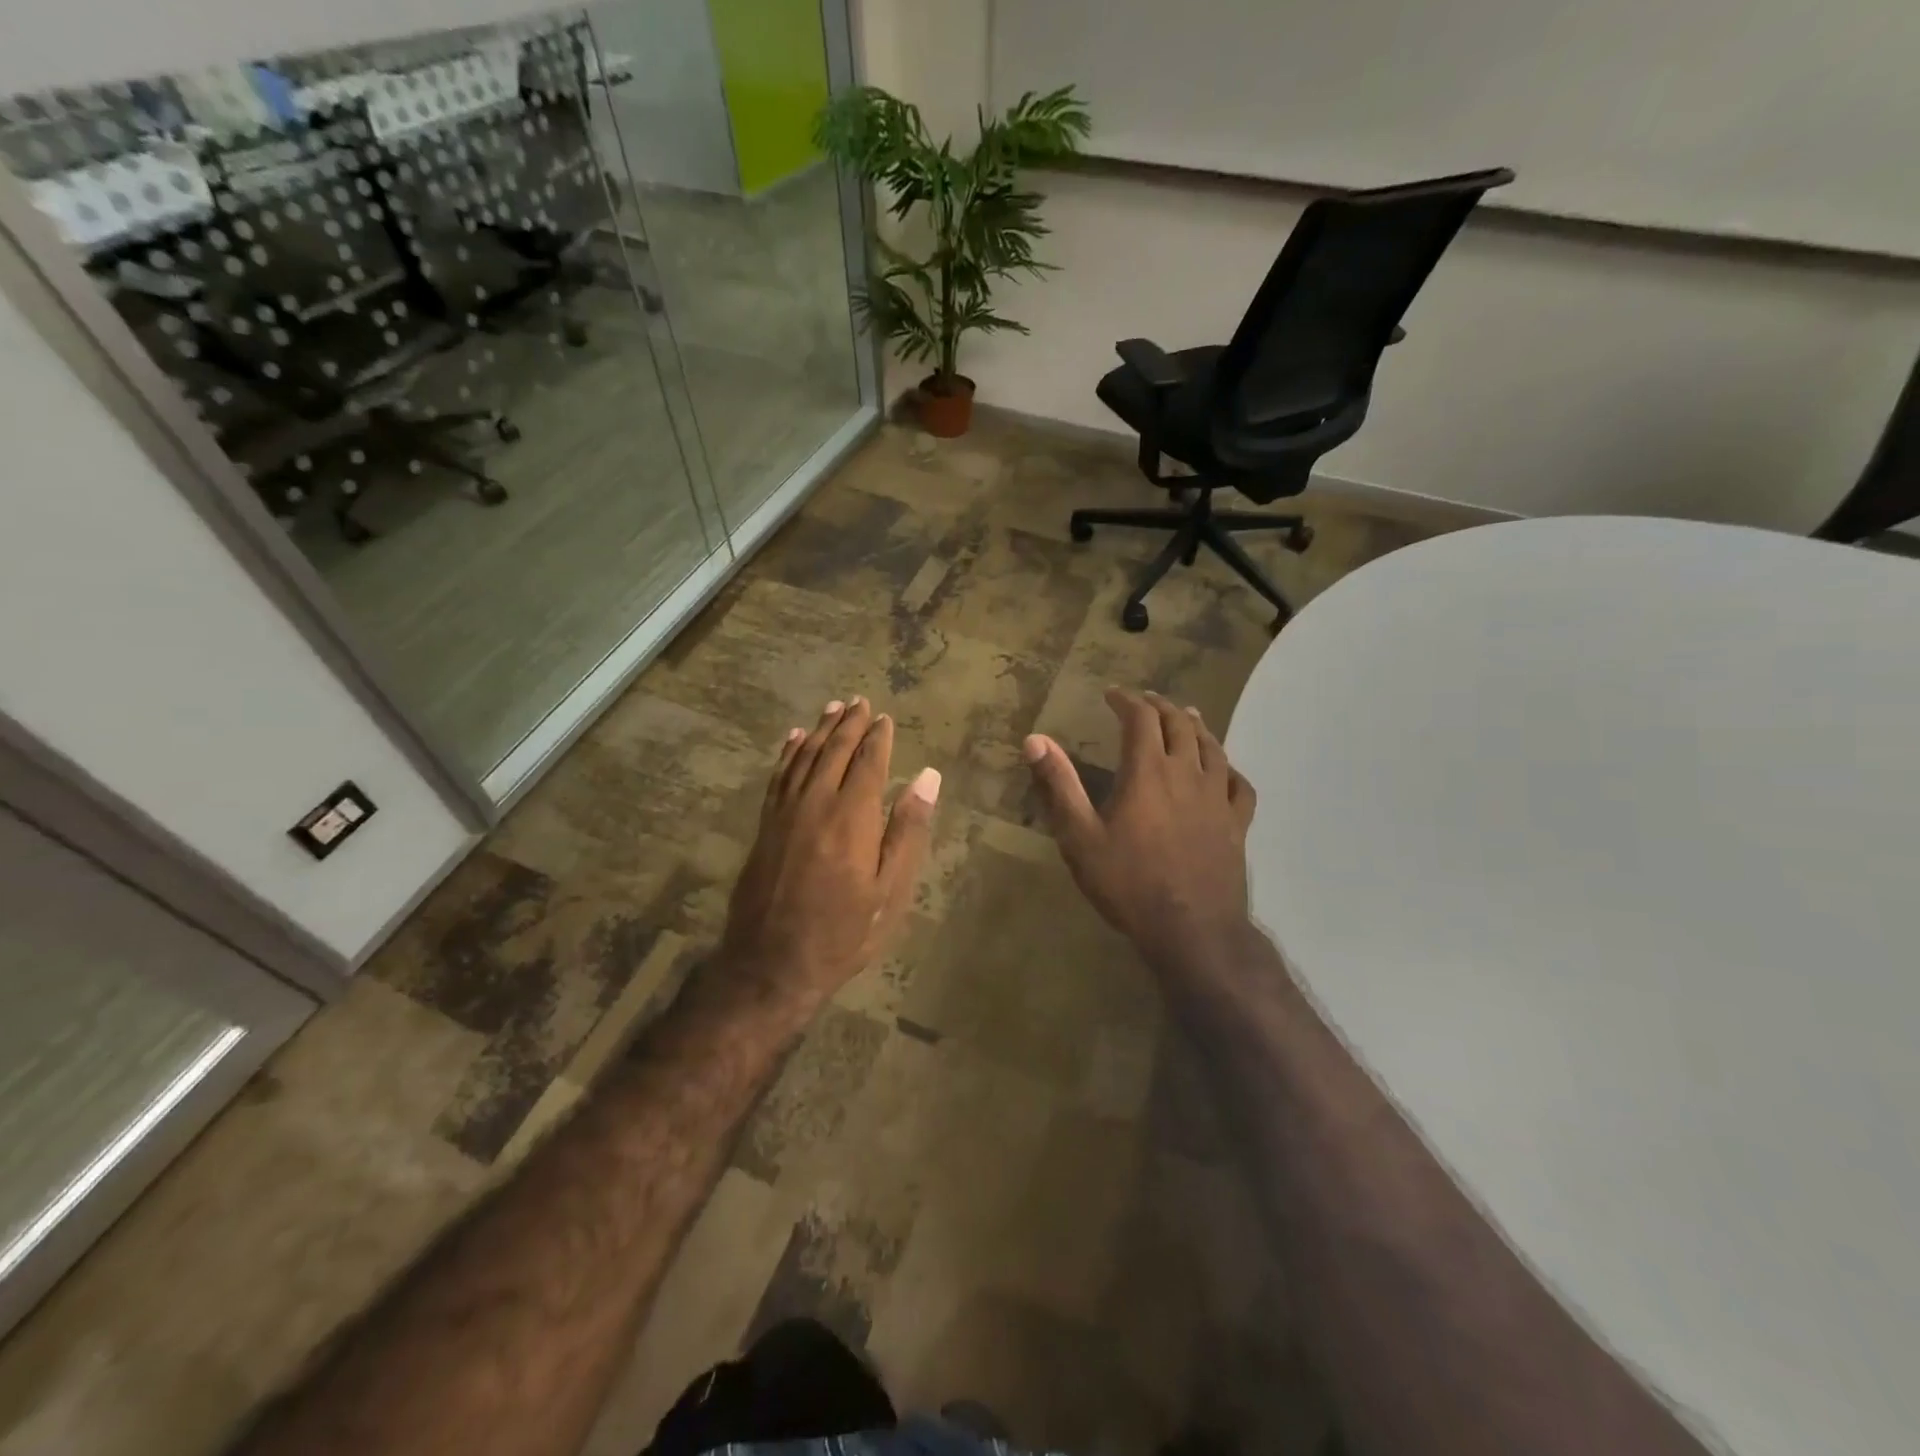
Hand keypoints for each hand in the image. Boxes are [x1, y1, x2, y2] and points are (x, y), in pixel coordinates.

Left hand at [715, 698, 939, 1015]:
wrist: (771, 964)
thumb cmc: (842, 932)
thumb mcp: (889, 891)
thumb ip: (907, 830)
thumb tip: (927, 777)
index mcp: (852, 817)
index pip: (868, 762)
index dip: (878, 738)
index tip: (885, 718)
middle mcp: (816, 803)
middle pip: (833, 751)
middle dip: (848, 724)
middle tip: (859, 701)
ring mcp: (785, 813)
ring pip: (803, 757)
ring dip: (819, 730)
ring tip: (832, 708)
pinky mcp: (765, 826)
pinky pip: (778, 777)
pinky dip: (787, 753)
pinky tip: (793, 740)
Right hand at [1024, 688, 1256, 972]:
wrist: (1191, 930)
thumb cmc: (1128, 883)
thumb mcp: (1080, 837)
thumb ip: (1059, 785)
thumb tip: (1035, 740)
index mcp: (1147, 772)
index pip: (1140, 719)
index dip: (1126, 700)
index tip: (1112, 694)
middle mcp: (1186, 774)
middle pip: (1179, 725)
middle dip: (1160, 706)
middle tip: (1145, 700)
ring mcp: (1217, 798)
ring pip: (1212, 747)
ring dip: (1196, 726)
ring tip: (1187, 716)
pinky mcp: (1237, 824)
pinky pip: (1239, 784)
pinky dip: (1228, 768)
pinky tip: (1224, 770)